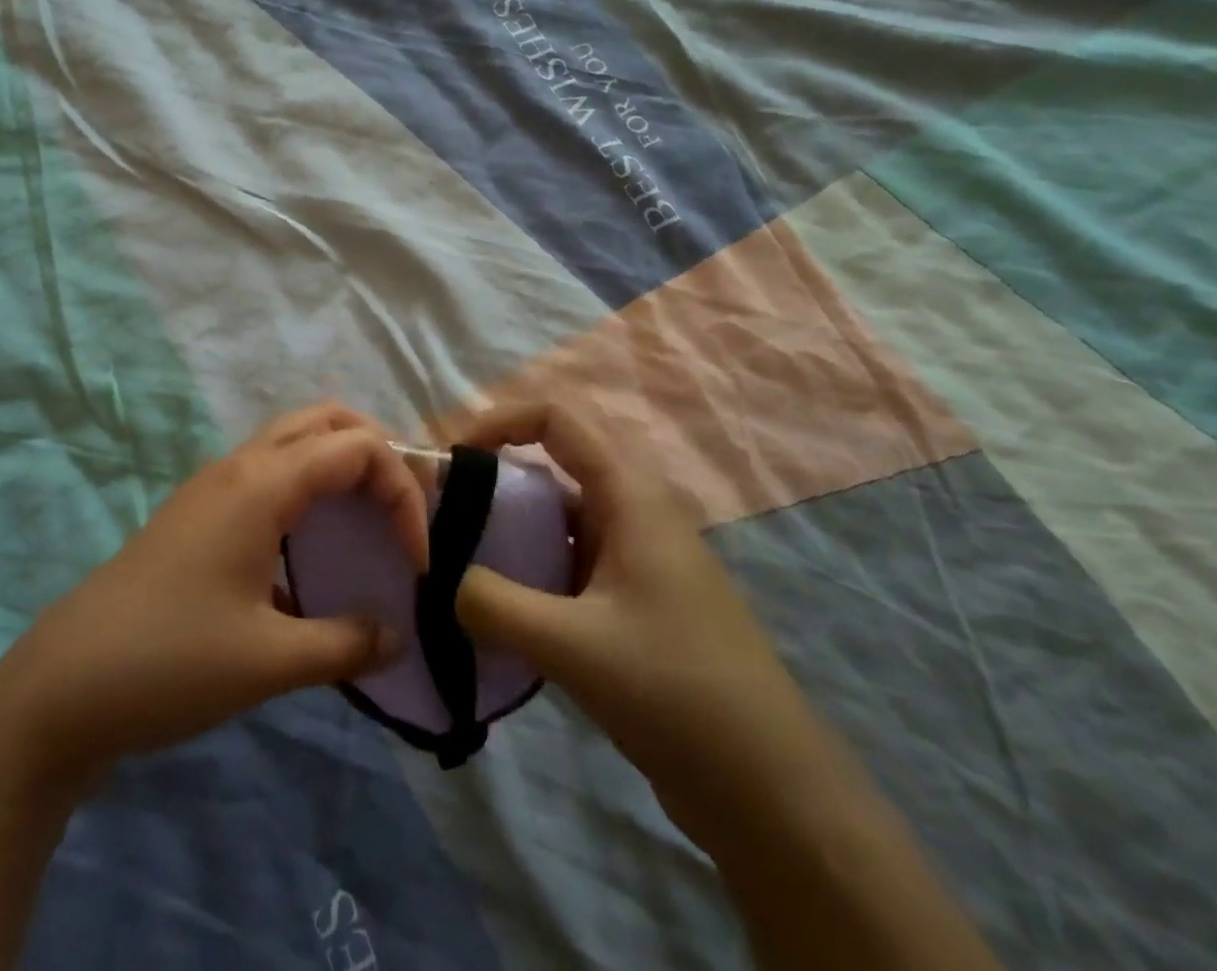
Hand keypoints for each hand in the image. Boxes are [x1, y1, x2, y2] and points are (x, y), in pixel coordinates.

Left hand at [0, 404, 428, 790]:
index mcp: (262, 484)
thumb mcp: (270, 661)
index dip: (403, 494)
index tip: (417, 561)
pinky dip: (307, 488)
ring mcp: (213, 484)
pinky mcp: (198, 511)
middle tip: (401, 512)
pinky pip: (268, 472)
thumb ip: (346, 643)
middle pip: (326, 420)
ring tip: (368, 522)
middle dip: (377, 454)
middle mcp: (240, 466)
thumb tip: (397, 637)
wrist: (65, 683)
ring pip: (293, 441)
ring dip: (340, 465)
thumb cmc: (171, 662)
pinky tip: (311, 551)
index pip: (358, 449)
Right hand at [453, 399, 830, 836]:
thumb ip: (491, 603)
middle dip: (493, 483)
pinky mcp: (635, 605)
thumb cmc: (677, 693)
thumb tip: (441, 579)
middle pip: (551, 468)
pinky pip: (568, 565)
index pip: (556, 419)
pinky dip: (529, 573)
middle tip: (444, 518)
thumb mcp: (571, 645)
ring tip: (459, 565)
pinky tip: (499, 613)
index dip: (498, 422)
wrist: (774, 796)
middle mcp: (634, 514)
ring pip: (558, 521)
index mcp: (630, 497)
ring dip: (509, 533)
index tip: (453, 460)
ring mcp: (637, 561)